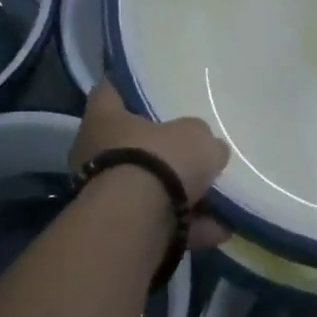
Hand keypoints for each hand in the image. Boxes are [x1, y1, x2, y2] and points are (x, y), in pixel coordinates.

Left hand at [73, 83, 231, 248]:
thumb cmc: (159, 161)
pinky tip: (220, 229)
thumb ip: (202, 139)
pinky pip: (159, 223)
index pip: (109, 91)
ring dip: (183, 196)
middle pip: (132, 145)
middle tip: (194, 148)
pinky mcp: (119, 230)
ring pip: (149, 188)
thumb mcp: (196, 137)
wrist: (136, 224)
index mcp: (104, 119)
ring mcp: (104, 195)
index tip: (149, 88)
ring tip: (221, 199)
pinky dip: (187, 227)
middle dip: (163, 152)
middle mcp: (95, 154)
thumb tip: (209, 150)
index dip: (128, 87)